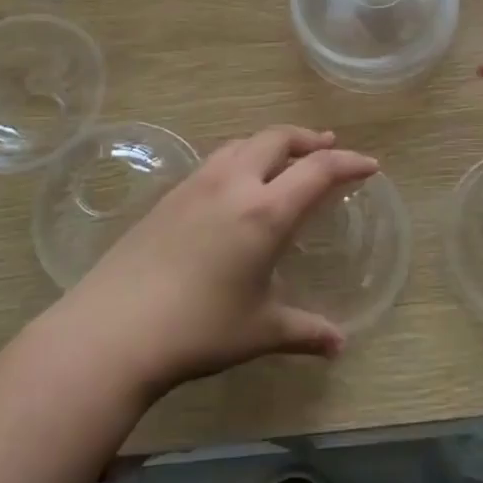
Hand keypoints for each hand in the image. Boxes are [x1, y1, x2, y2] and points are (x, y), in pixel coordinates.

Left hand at [64, 126, 378, 397]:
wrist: (113, 329)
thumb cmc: (198, 329)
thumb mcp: (259, 331)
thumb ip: (304, 331)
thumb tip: (338, 344)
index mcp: (265, 211)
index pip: (317, 170)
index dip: (348, 162)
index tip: (369, 165)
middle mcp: (233, 184)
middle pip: (277, 138)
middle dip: (308, 138)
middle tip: (327, 145)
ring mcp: (196, 184)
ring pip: (242, 143)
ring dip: (271, 143)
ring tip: (284, 158)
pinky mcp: (169, 195)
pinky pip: (216, 160)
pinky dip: (241, 157)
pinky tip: (237, 184)